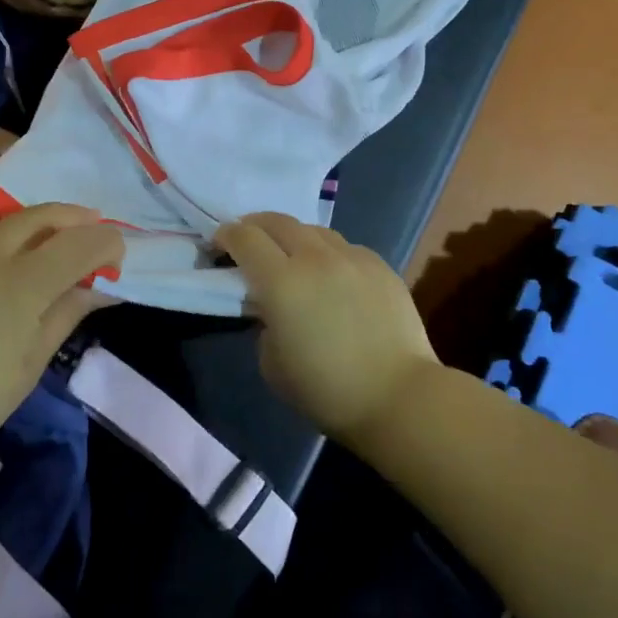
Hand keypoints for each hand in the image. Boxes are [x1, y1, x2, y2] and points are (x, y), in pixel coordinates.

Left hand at [0, 204, 122, 486]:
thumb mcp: (27, 368)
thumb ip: (64, 316)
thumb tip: (97, 288)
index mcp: (18, 286)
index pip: (78, 242)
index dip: (106, 243)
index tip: (118, 260)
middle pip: (41, 216)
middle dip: (75, 218)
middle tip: (96, 234)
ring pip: (7, 225)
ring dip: (42, 227)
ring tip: (58, 250)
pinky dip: (9, 244)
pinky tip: (12, 271)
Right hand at [216, 212, 437, 445]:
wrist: (398, 396)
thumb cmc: (326, 390)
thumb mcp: (271, 363)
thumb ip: (264, 323)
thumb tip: (271, 307)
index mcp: (281, 281)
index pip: (244, 237)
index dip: (226, 235)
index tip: (219, 245)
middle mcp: (314, 258)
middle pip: (277, 221)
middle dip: (255, 225)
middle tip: (248, 241)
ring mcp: (351, 257)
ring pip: (313, 229)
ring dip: (293, 237)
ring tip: (291, 256)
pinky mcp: (379, 265)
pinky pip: (344, 247)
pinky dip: (327, 253)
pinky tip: (331, 274)